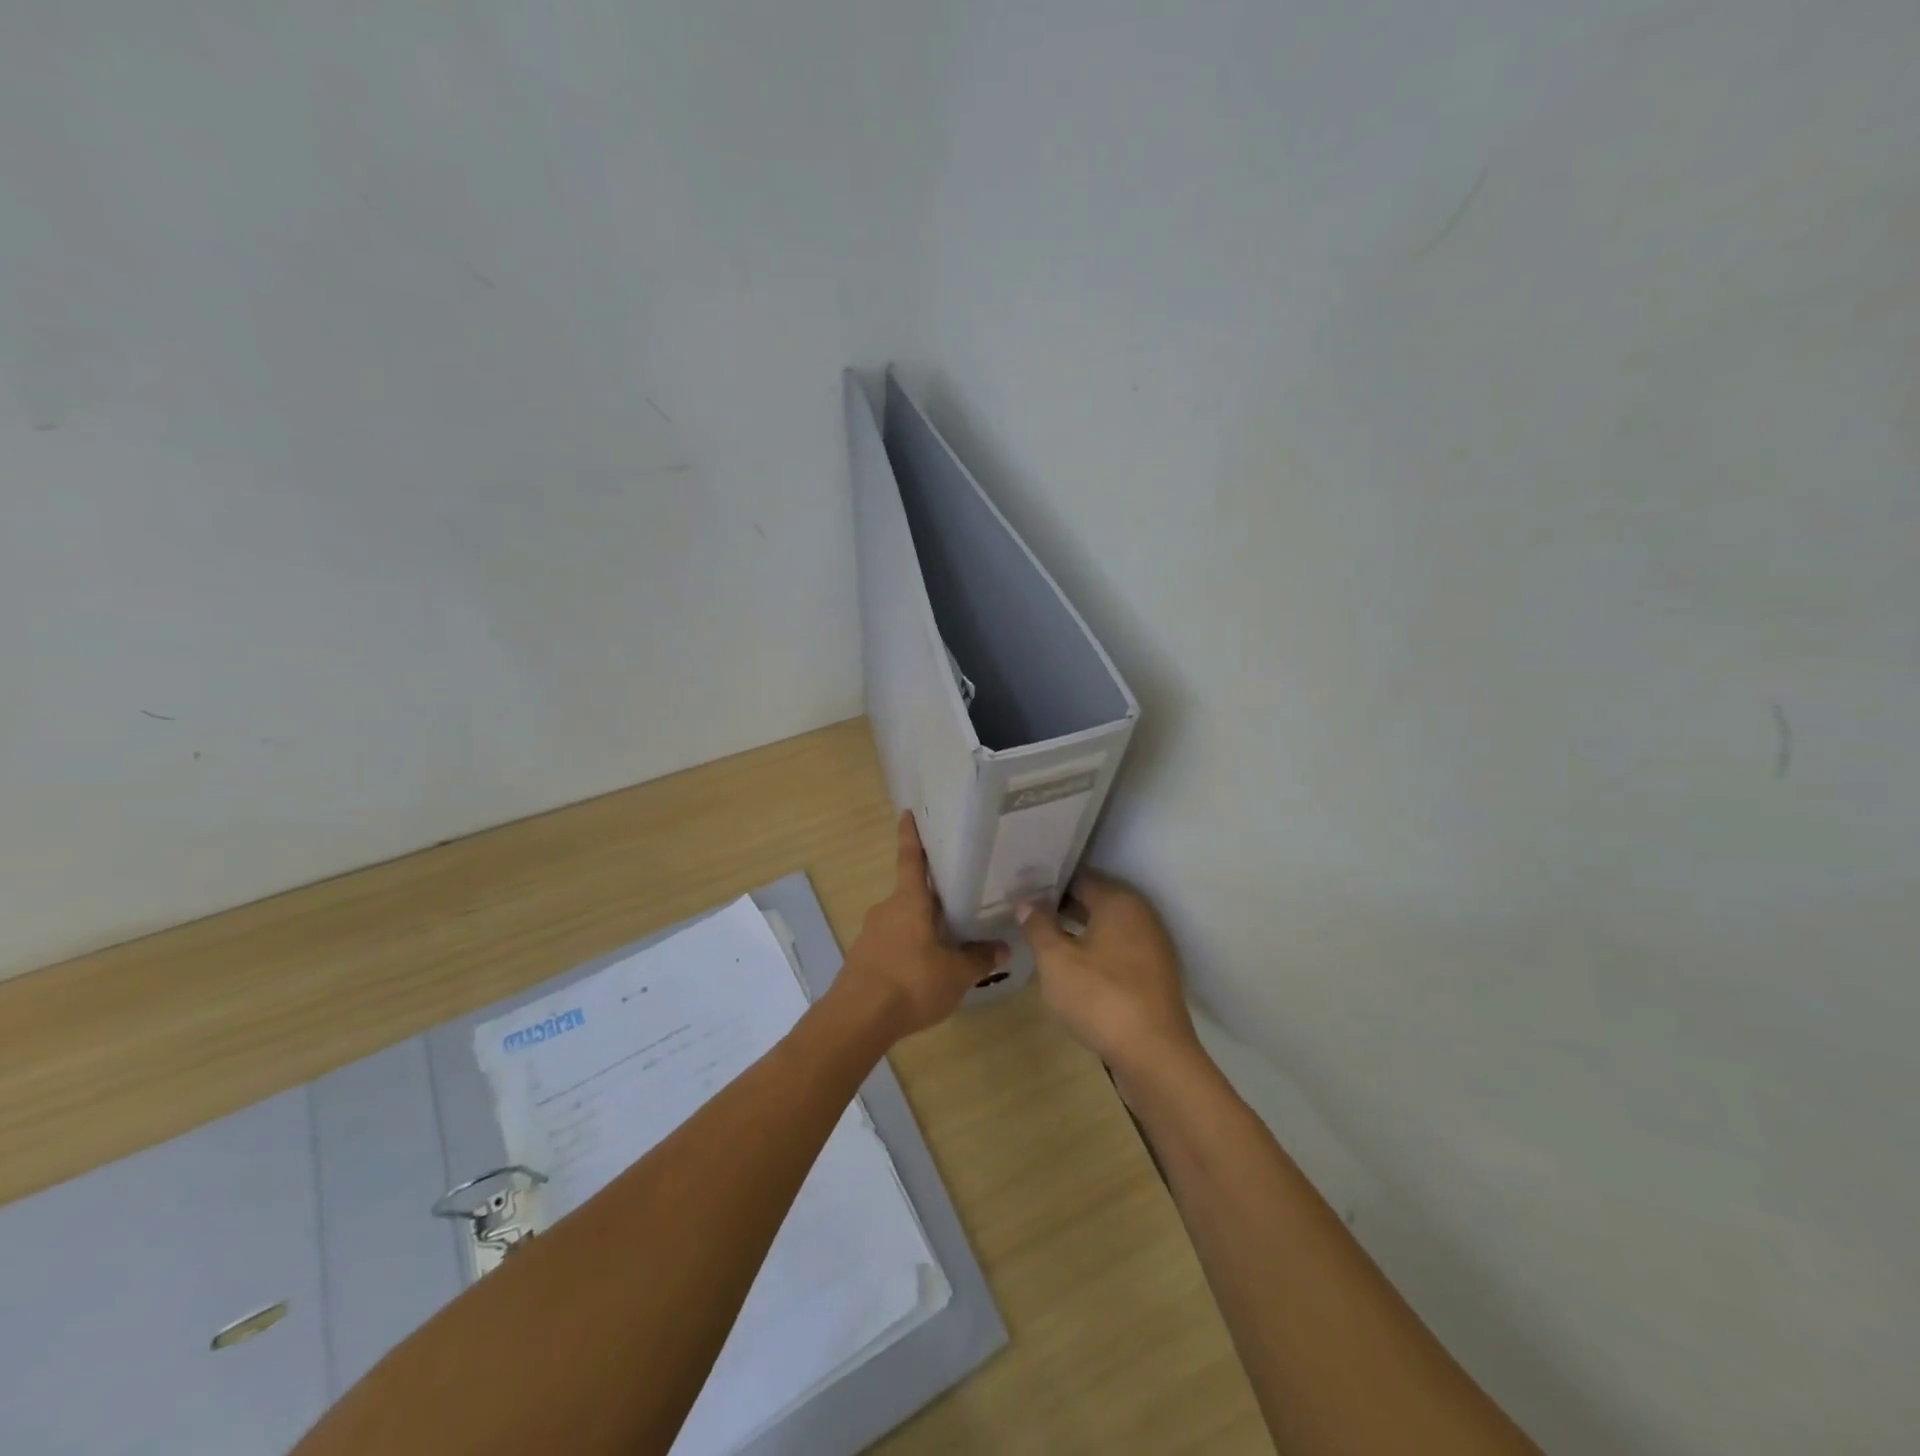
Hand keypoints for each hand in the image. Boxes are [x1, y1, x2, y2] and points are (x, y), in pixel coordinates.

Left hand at [835, 813, 1007, 1040]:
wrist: (857, 1018)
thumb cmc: (911, 983)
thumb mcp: (956, 974)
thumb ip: (980, 958)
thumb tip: (1004, 947)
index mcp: (909, 901)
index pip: (910, 858)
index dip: (910, 835)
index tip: (907, 813)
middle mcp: (887, 909)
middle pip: (912, 894)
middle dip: (932, 896)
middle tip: (958, 898)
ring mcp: (871, 933)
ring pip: (903, 920)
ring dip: (922, 926)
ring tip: (948, 940)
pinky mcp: (863, 957)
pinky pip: (893, 942)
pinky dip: (909, 948)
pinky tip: (925, 968)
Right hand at [1019, 872, 1203, 1080]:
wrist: (1155, 1055)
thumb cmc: (1100, 997)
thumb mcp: (1056, 960)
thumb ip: (1038, 926)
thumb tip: (1026, 902)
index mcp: (1118, 901)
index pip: (1078, 878)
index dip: (1048, 883)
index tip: (1021, 890)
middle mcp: (1140, 915)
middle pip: (1095, 900)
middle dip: (1061, 906)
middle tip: (1026, 913)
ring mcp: (1152, 945)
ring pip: (1106, 927)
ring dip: (1078, 930)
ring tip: (1043, 939)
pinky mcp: (1154, 974)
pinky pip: (1118, 950)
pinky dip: (1096, 951)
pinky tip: (1073, 967)